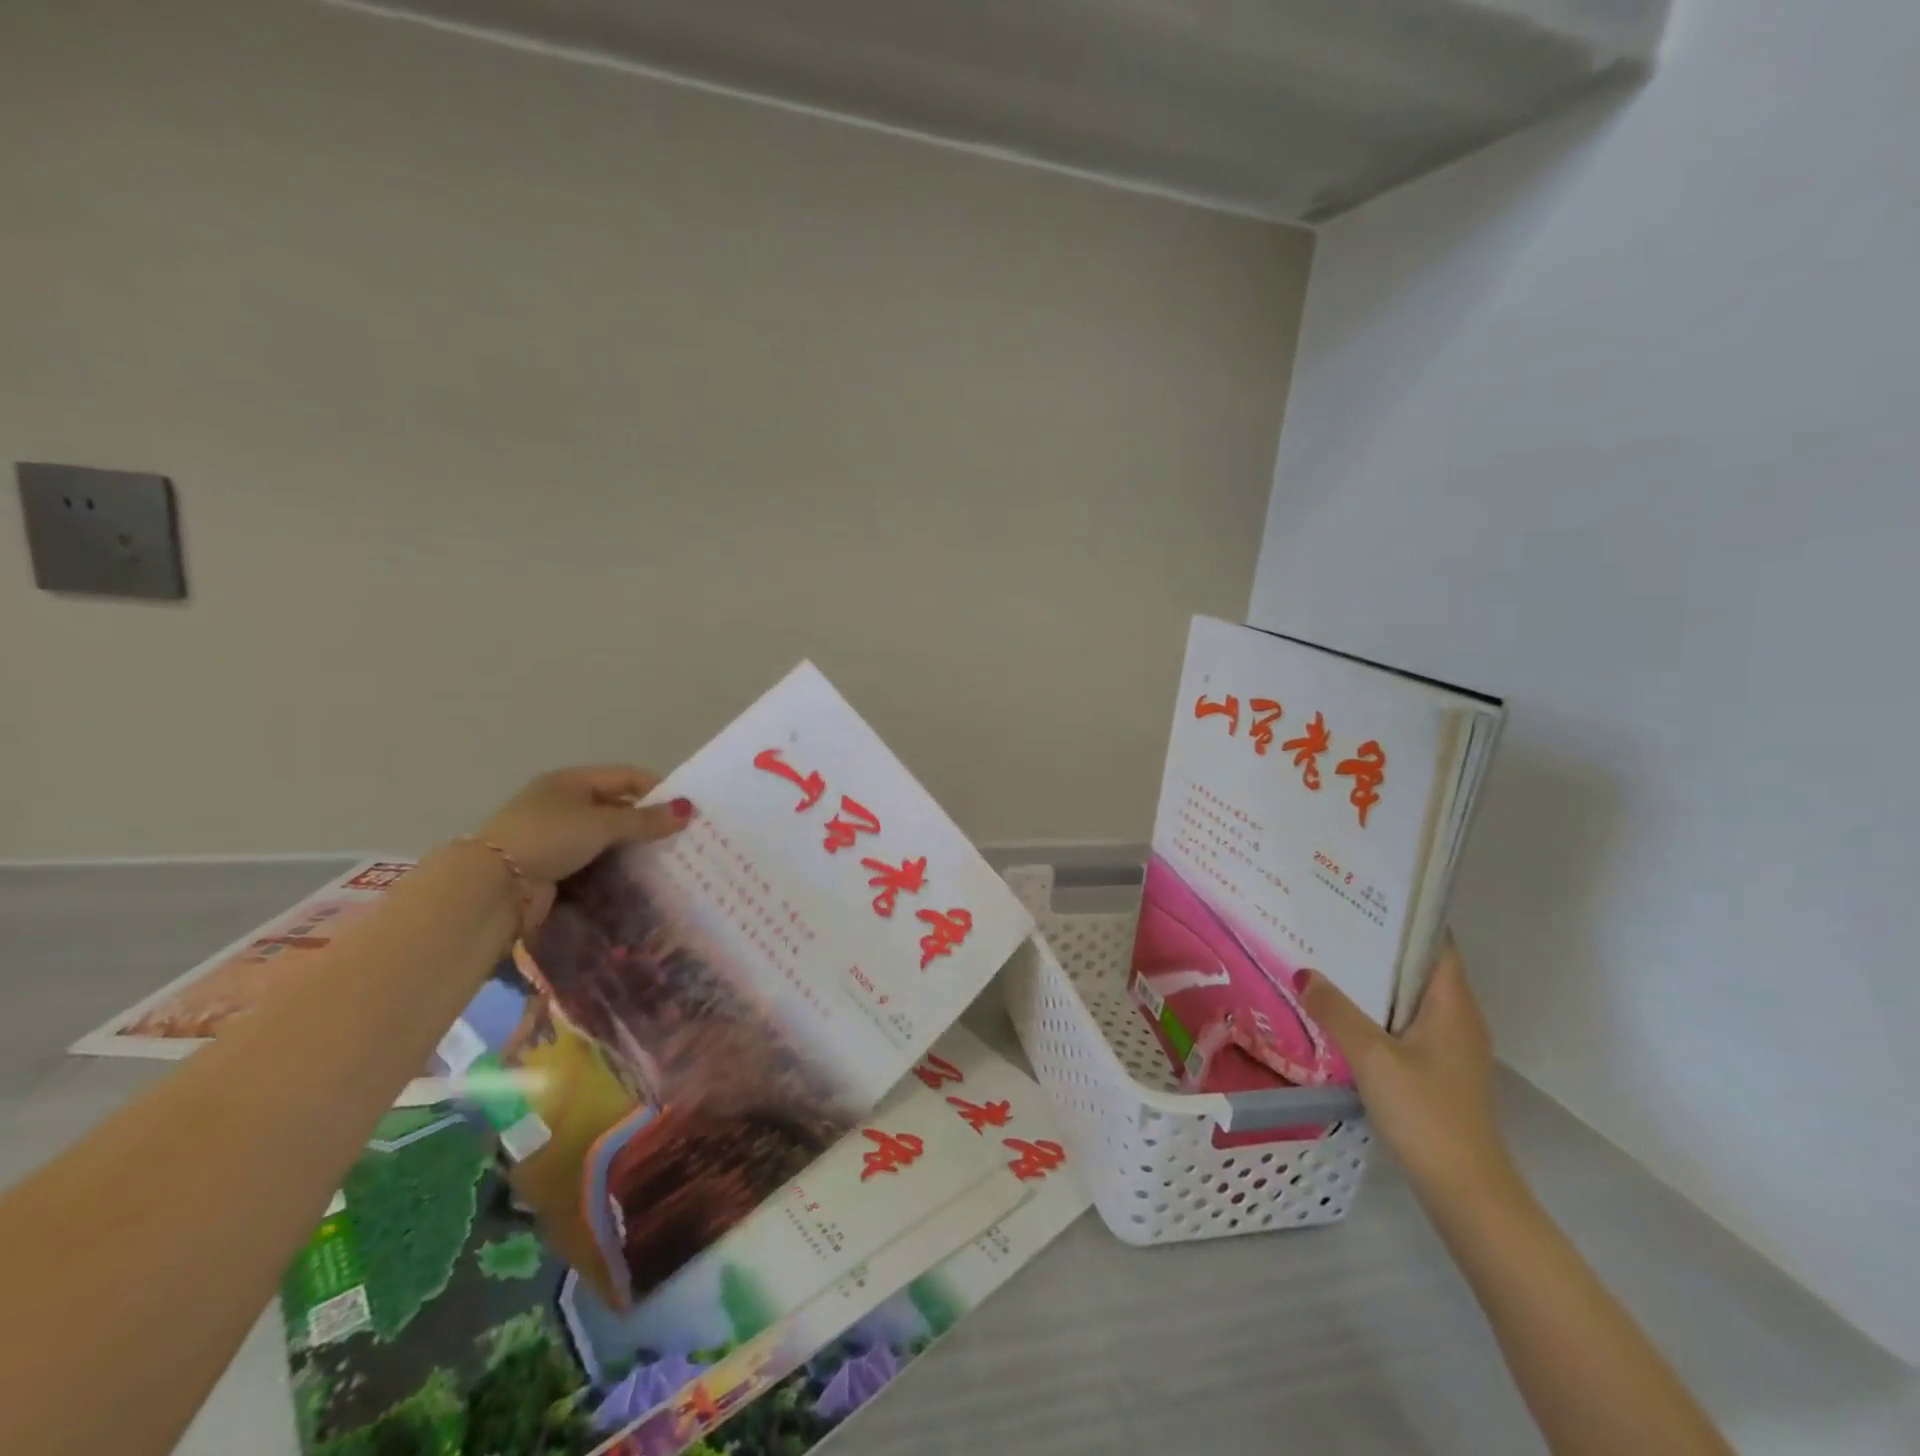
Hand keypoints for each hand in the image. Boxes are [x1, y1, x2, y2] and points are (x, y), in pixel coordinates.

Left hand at [476, 766, 691, 886]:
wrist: (494, 886)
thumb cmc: (550, 838)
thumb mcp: (602, 824)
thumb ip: (645, 819)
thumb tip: (687, 810)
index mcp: (571, 780)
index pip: (626, 776)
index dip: (657, 789)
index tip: (685, 809)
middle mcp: (564, 803)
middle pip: (617, 806)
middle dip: (647, 820)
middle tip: (681, 836)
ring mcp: (557, 835)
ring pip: (607, 835)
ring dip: (632, 845)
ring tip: (666, 858)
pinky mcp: (554, 864)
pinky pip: (595, 858)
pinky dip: (615, 864)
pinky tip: (637, 874)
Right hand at [1300, 934, 1512, 1204]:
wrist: (1466, 1191)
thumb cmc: (1425, 1113)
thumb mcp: (1371, 1057)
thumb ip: (1336, 1011)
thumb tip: (1304, 972)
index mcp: (1453, 1005)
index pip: (1436, 943)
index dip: (1405, 918)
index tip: (1361, 899)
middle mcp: (1459, 1019)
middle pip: (1420, 968)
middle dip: (1379, 947)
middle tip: (1330, 927)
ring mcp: (1452, 1048)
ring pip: (1411, 999)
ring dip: (1375, 982)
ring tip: (1328, 962)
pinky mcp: (1440, 1072)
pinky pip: (1407, 1025)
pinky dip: (1378, 1012)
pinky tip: (1343, 1015)